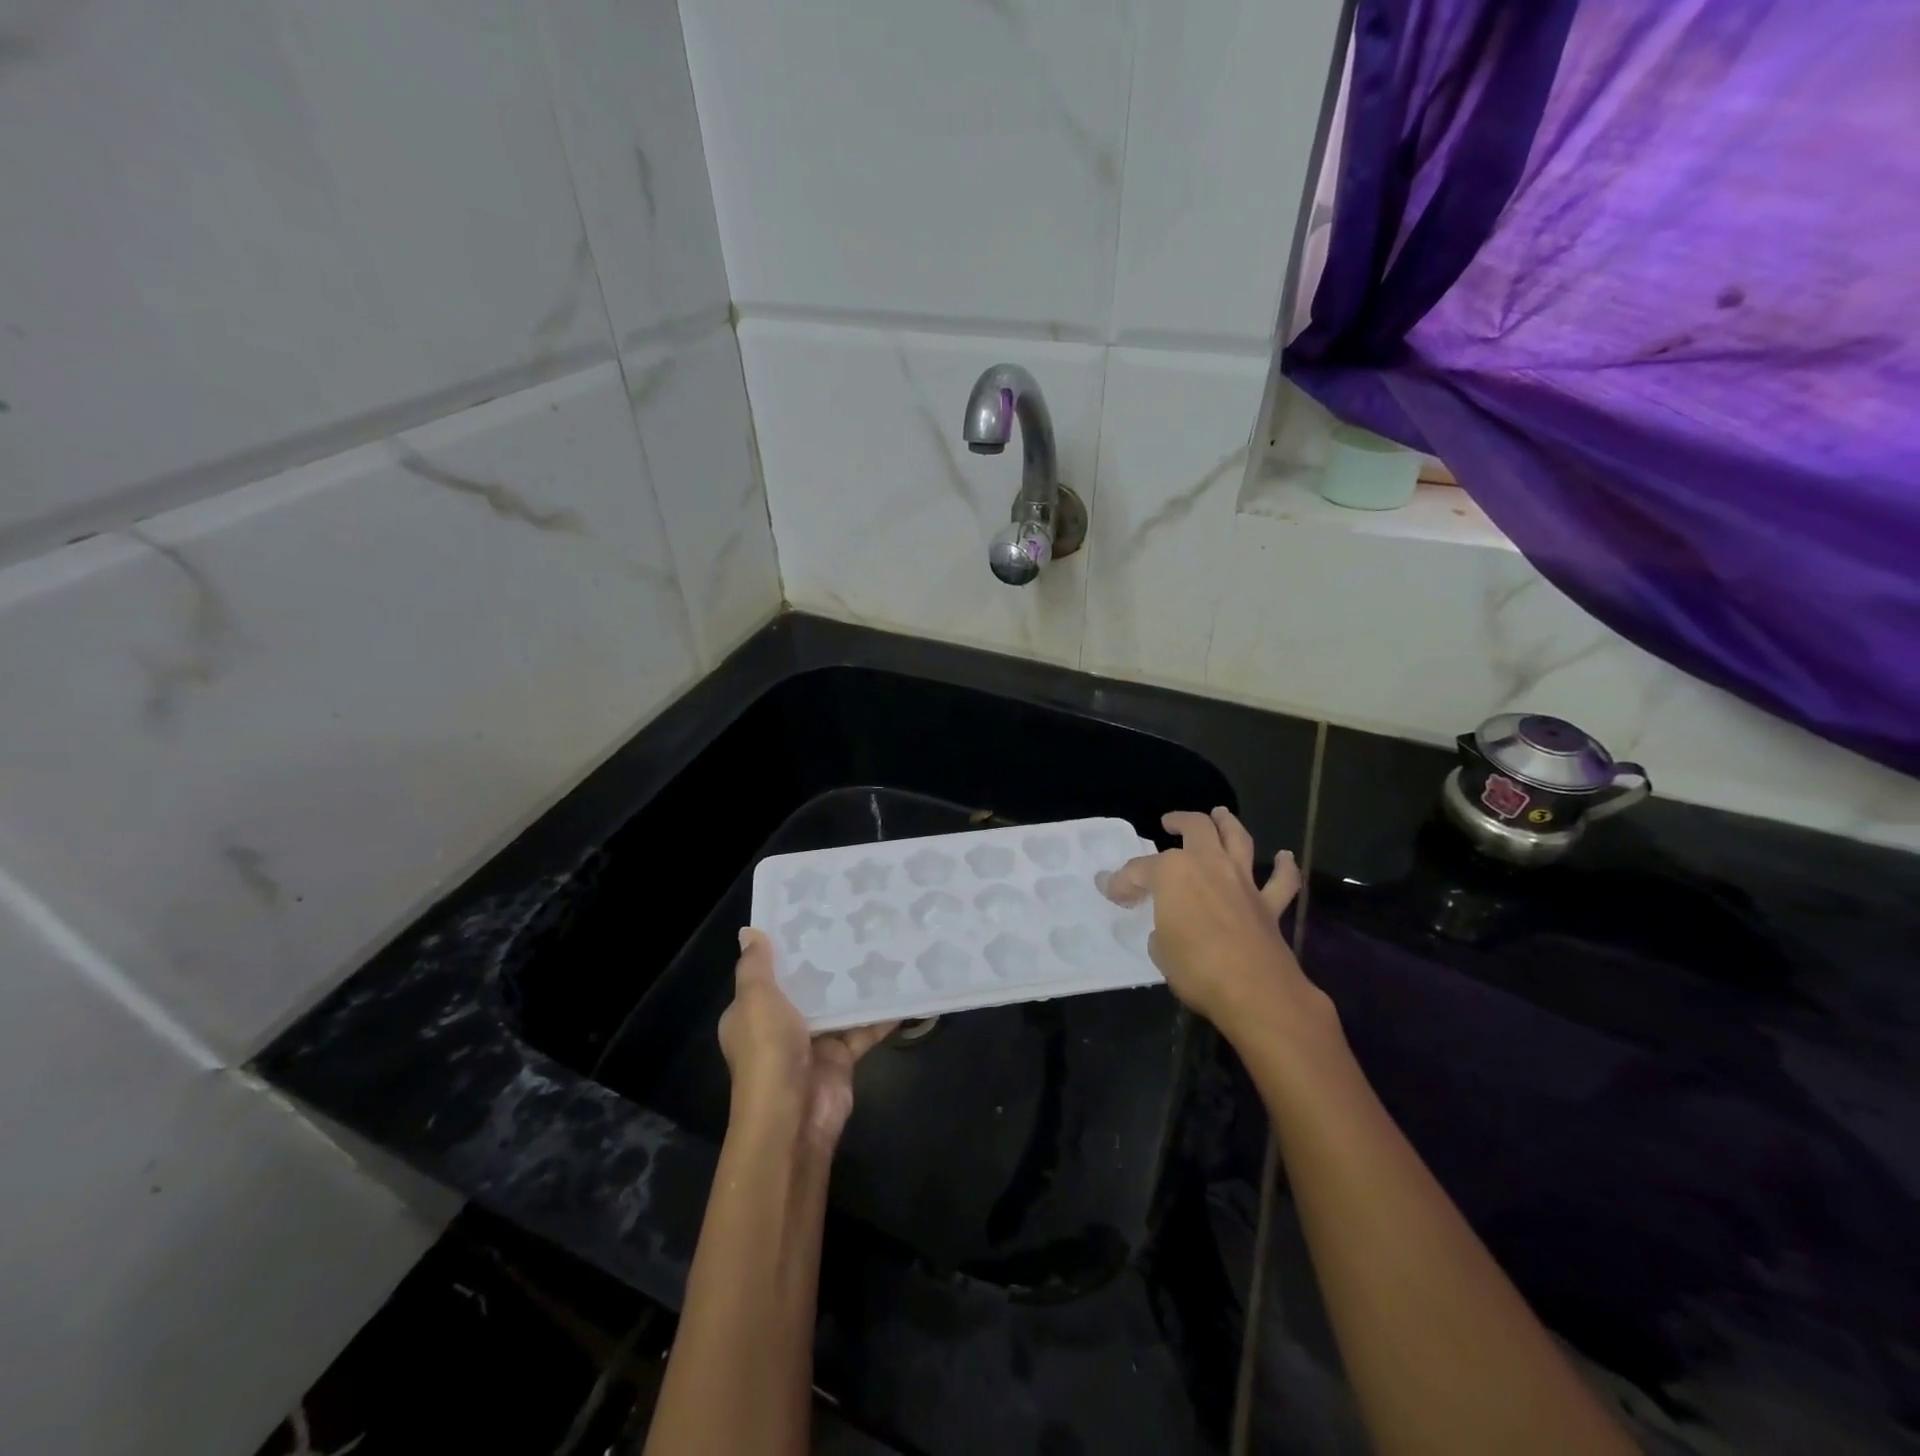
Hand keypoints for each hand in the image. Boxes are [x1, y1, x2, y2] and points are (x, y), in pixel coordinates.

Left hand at [719, 928, 896, 1147]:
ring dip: (856, 984)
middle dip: (827, 961)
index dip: (785, 947)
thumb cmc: (768, 1052)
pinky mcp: (842, 1056)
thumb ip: (756, 966)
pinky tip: (904, 988)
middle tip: (855, 922)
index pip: (767, 973)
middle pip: (806, 986)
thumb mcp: (755, 1001)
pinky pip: (864, 1028)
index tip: (812, 915)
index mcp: (751, 1012)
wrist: (793, 1118)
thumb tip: (750, 931)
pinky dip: (882, 1013)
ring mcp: (813, 1042)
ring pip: (838, 1005)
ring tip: (883, 944)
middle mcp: (780, 1025)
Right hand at [1104, 808, 1333, 1046]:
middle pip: (1195, 828)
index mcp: (1172, 873)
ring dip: (1227, 823)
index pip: (1138, 871)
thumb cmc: (1196, 968)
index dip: (1121, 882)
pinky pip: (1281, 881)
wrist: (1255, 991)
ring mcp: (1242, 881)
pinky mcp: (1269, 904)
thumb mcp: (1159, 950)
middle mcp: (1208, 865)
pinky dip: (1284, 867)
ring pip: (1237, 838)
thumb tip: (1167, 927)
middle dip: (1179, 821)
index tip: (1111, 891)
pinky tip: (1285, 857)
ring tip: (1219, 814)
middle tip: (1168, 822)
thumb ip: (1161, 929)